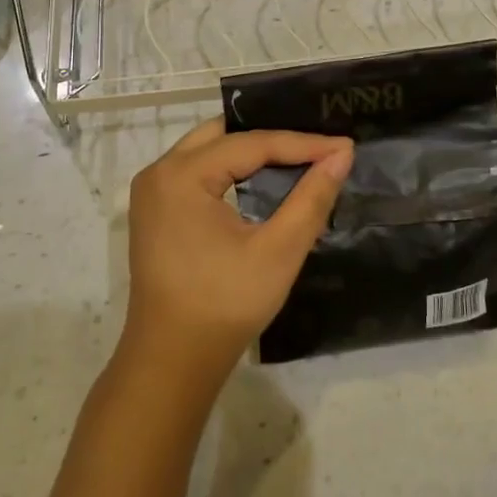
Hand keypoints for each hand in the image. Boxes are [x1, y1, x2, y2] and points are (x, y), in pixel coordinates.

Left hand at [120, 119, 353, 386]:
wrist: (172, 361)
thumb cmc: (225, 305)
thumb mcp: (279, 250)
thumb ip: (312, 198)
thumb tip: (342, 156)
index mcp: (181, 176)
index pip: (251, 143)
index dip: (302, 143)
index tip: (344, 146)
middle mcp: (159, 173)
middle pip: (224, 135)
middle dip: (274, 138)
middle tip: (319, 144)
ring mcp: (152, 193)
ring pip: (209, 151)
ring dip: (251, 152)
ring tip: (298, 156)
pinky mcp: (155, 212)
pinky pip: (197, 172)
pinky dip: (232, 169)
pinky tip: (262, 179)